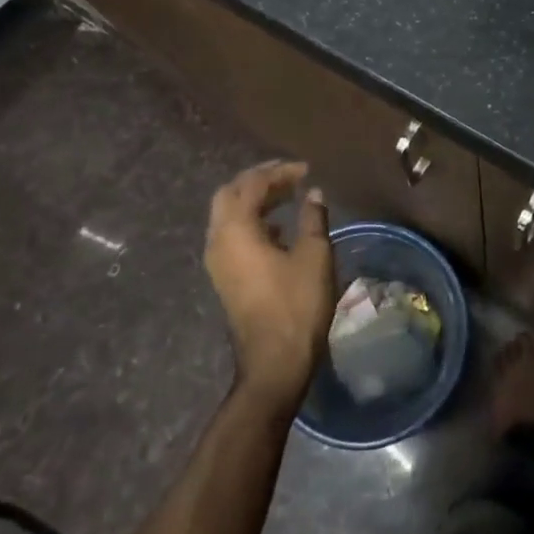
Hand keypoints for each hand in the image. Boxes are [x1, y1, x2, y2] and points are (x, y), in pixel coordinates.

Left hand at [204, 161, 335, 415]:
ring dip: (254, 201)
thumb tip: (313, 193)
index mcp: (236, 230)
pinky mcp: (225, 278)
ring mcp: (218, 262)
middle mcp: (218, 241)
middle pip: (230, 195)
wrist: (274, 363)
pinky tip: (279, 229)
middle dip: (258, 180)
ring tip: (287, 196)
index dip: (279, 172)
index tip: (306, 170)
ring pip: (228, 216)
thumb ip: (313, 217)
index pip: (252, 184)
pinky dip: (253, 222)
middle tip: (288, 175)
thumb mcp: (314, 255)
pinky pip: (232, 235)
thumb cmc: (296, 305)